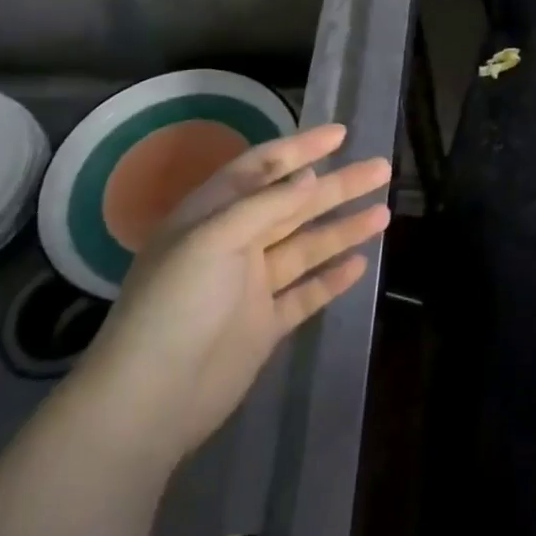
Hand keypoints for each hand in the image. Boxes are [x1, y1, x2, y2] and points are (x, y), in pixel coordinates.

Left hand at [70, 123, 391, 469]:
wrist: (152, 400)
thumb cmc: (176, 305)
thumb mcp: (213, 239)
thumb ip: (266, 205)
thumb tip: (311, 176)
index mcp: (212, 215)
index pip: (262, 167)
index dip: (301, 147)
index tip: (341, 134)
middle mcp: (234, 243)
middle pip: (294, 205)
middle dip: (338, 186)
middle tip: (381, 168)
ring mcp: (251, 286)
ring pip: (307, 246)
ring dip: (344, 228)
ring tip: (384, 212)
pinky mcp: (265, 324)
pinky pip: (306, 292)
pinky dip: (332, 277)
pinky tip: (360, 263)